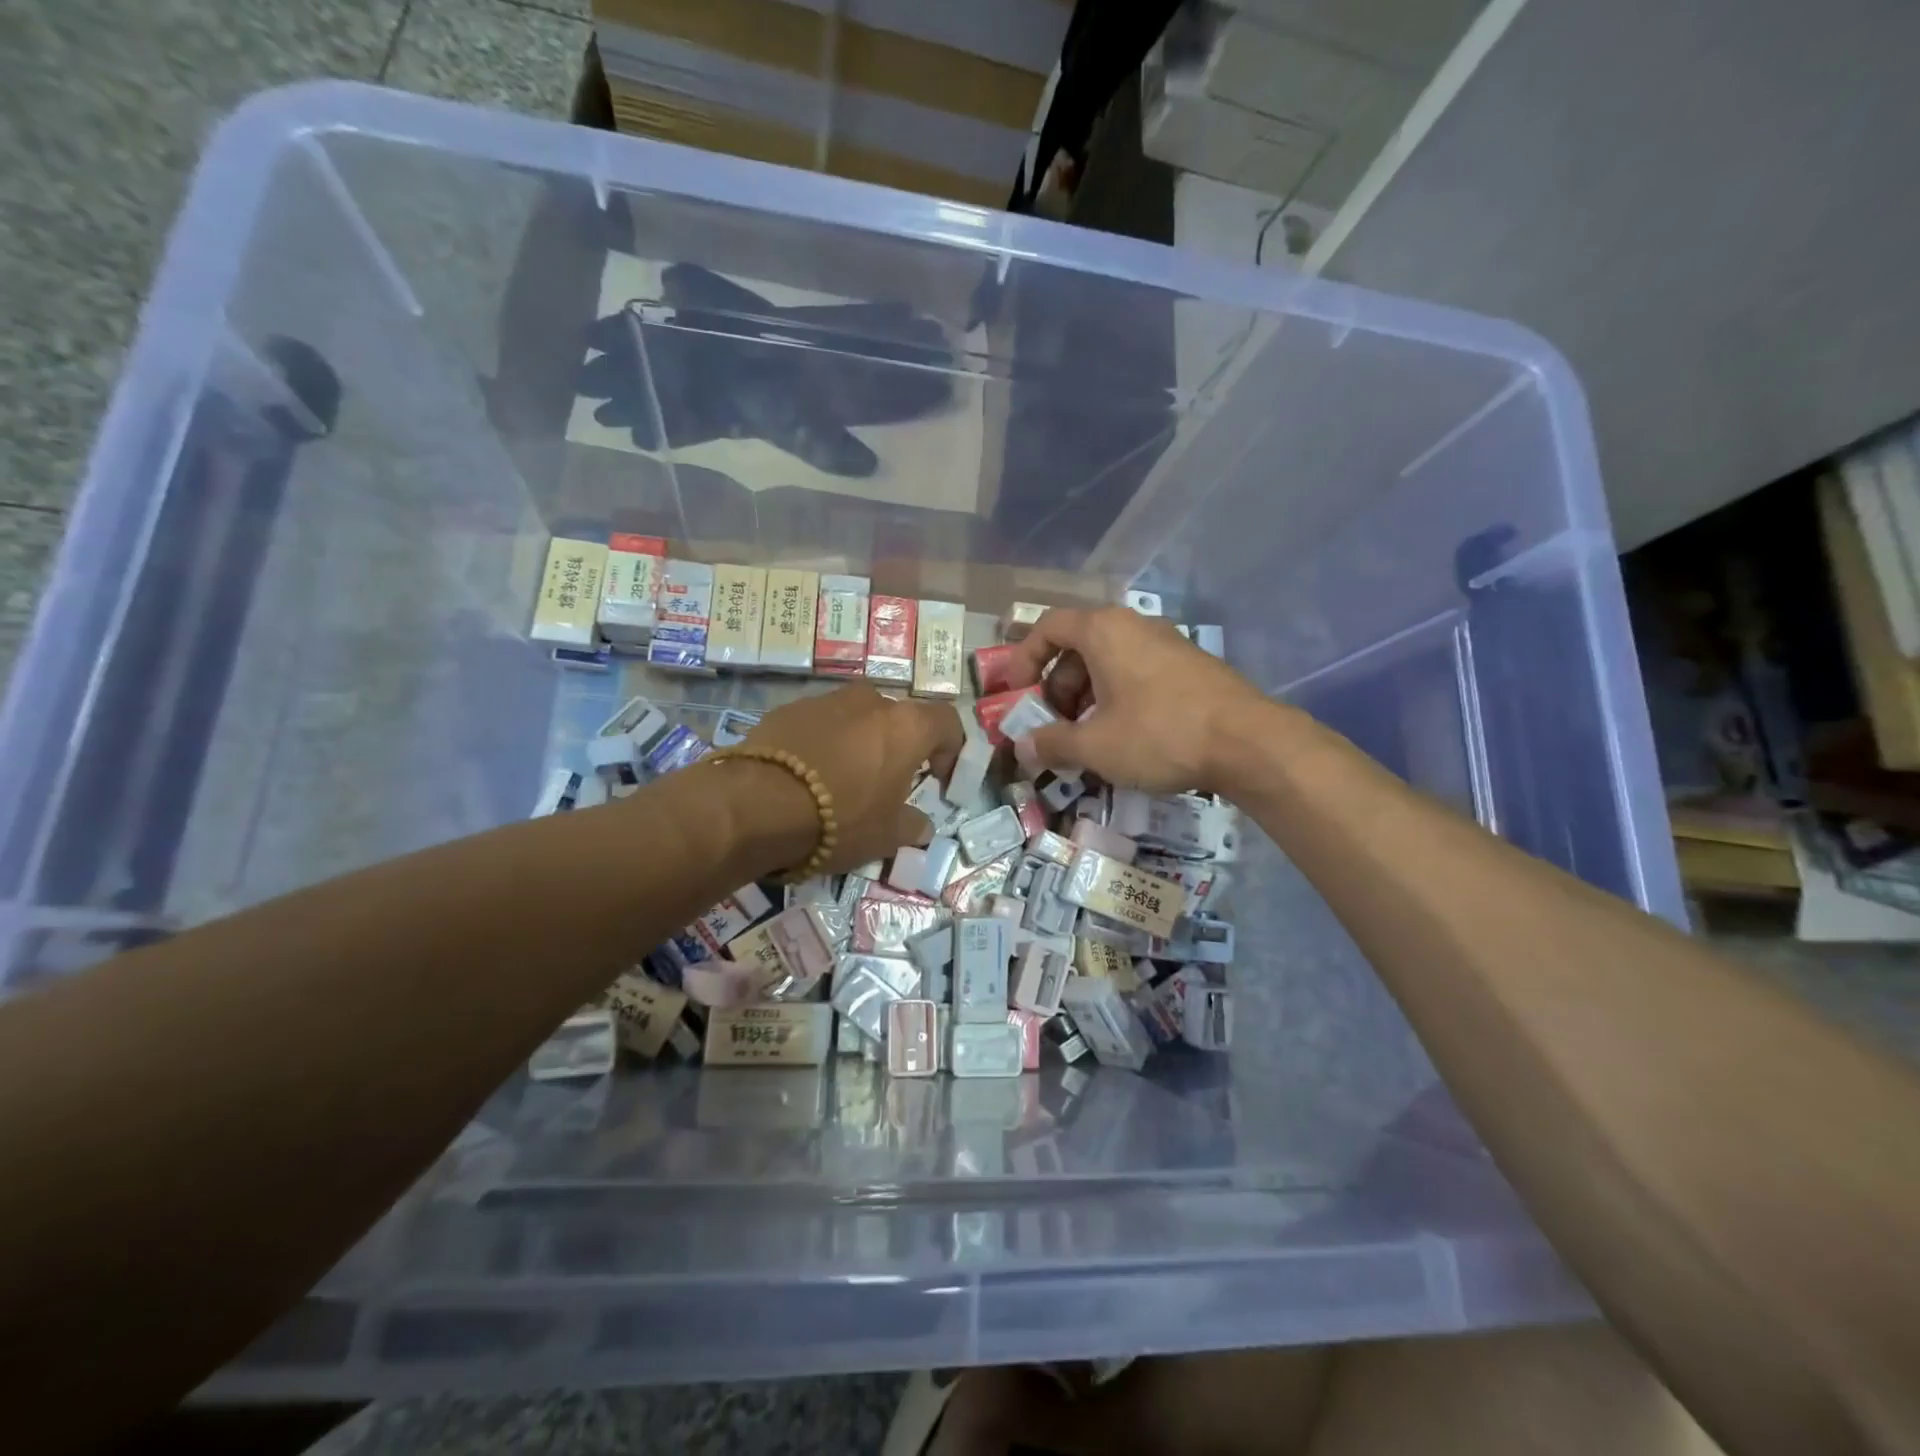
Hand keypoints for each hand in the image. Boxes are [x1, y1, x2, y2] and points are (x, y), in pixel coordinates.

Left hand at [743, 684, 963, 870]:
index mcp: (906, 726)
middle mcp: (870, 701)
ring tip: (842, 781)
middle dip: (898, 746)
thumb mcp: (886, 836)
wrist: (758, 805)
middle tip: (887, 782)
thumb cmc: (840, 819)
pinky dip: (822, 744)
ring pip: (855, 718)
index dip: (951, 749)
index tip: (938, 779)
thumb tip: (921, 826)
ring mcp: (826, 700)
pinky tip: (807, 777)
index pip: (947, 722)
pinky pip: (818, 725)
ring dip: (858, 743)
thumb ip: (911, 826)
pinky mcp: (787, 710)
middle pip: (897, 718)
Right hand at [1001, 607, 1272, 794]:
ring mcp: (1166, 643)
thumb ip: (1051, 744)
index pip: (1048, 627)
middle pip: (1077, 647)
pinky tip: (1123, 737)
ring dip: (1085, 697)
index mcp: (1103, 631)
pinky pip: (1137, 672)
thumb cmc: (1159, 734)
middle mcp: (1134, 626)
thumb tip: (1021, 747)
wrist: (1248, 743)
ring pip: (1108, 662)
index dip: (1024, 659)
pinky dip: (1117, 698)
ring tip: (1086, 739)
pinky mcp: (1189, 665)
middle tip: (1052, 726)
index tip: (1016, 693)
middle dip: (1056, 688)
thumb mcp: (1095, 746)